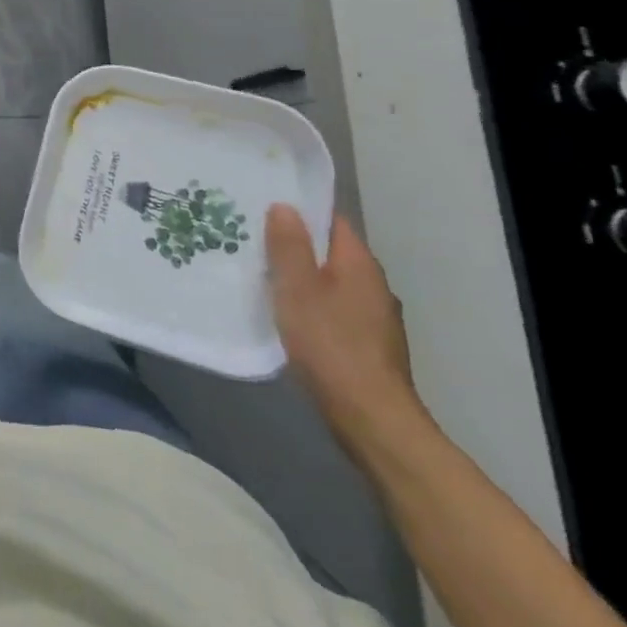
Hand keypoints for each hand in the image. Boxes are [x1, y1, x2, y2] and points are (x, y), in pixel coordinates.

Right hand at [264, 203, 425, 449]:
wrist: (372, 419)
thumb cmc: (330, 345)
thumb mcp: (297, 289)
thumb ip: (289, 246)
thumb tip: (285, 206)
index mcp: (360, 265)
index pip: (332, 222)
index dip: (300, 212)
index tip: (263, 210)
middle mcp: (373, 286)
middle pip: (331, 253)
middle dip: (296, 247)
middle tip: (252, 242)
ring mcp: (374, 318)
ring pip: (331, 284)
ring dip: (302, 279)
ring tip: (262, 277)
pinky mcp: (368, 346)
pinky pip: (334, 311)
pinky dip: (311, 307)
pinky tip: (286, 317)